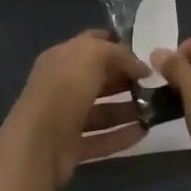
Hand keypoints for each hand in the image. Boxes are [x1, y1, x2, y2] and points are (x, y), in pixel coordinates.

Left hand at [0, 31, 151, 187]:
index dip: (117, 45)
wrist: (37, 145)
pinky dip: (121, 136)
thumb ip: (119, 54)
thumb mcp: (93, 55)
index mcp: (61, 58)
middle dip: (124, 79)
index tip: (144, 53)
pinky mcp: (70, 147)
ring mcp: (65, 118)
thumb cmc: (64, 90)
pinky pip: (101, 139)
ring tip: (153, 110)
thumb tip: (141, 67)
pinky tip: (144, 133)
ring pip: (101, 110)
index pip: (92, 43)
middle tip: (152, 84)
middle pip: (98, 78)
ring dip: (127, 109)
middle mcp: (61, 85)